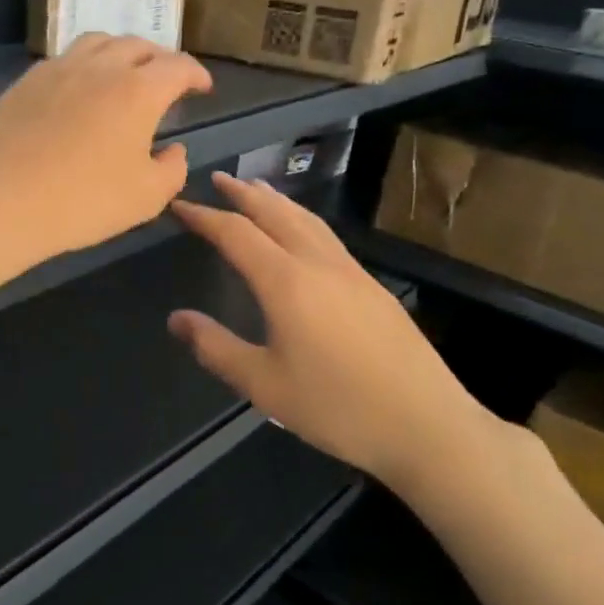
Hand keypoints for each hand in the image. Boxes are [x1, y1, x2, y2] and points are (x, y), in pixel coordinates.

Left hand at [0, 34, 212, 265]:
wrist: (5, 202)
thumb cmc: (84, 202)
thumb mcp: (147, 197)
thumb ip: (173, 168)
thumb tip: (174, 149)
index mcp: (138, 90)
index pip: (178, 66)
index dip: (196, 74)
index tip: (202, 88)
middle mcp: (100, 67)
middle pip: (138, 45)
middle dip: (159, 58)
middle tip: (164, 80)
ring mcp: (58, 70)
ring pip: (98, 42)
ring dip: (119, 52)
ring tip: (122, 73)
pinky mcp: (25, 83)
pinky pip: (63, 60)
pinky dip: (83, 65)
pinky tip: (78, 89)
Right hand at [168, 173, 510, 500]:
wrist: (426, 425)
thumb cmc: (336, 407)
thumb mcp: (263, 384)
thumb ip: (216, 347)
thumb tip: (177, 319)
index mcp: (286, 282)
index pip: (236, 233)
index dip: (205, 216)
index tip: (180, 206)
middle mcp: (318, 264)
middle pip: (276, 213)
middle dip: (243, 194)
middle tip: (217, 179)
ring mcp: (351, 272)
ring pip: (307, 220)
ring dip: (276, 200)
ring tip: (256, 190)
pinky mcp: (373, 287)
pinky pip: (327, 236)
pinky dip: (301, 219)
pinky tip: (301, 232)